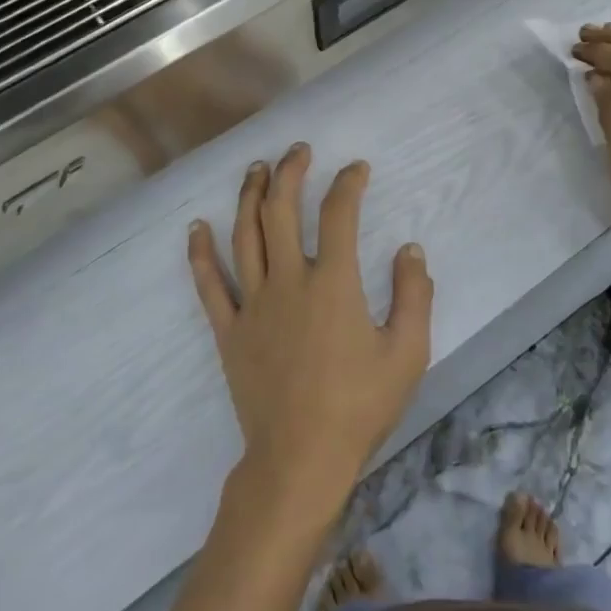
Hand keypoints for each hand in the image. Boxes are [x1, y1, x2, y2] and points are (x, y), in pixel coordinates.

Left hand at [188, 144, 433, 528]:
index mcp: (333, 283)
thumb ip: (413, 295)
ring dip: (249, 196)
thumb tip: (410, 249)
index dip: (349, 183)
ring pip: (245, 235)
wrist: (300, 460)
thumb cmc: (358, 407)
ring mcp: (253, 304)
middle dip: (290, 172)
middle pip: (281, 210)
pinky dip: (200, 253)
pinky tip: (196, 227)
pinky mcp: (229, 331)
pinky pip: (209, 284)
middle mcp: (288, 281)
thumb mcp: (407, 353)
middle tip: (298, 150)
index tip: (357, 169)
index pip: (339, 214)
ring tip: (255, 169)